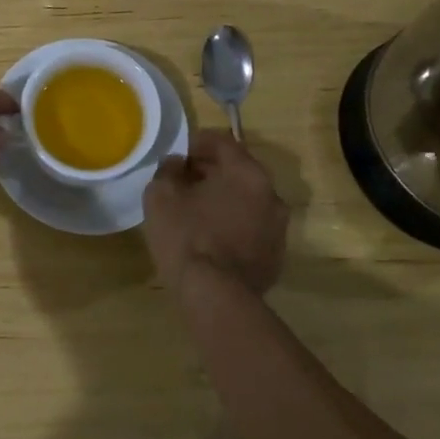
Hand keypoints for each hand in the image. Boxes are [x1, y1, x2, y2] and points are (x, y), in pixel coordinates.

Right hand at [143, 130, 288, 294]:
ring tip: (197, 211)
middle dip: (212, 171)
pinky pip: (252, 228)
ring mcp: (278, 228)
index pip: (223, 142)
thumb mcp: (161, 195)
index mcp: (247, 173)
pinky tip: (211, 238)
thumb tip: (177, 164)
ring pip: (248, 201)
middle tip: (184, 181)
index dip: (197, 142)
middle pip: (239, 171)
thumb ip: (168, 170)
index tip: (178, 154)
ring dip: (225, 199)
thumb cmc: (186, 236)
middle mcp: (271, 194)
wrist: (215, 297)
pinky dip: (234, 225)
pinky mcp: (276, 256)